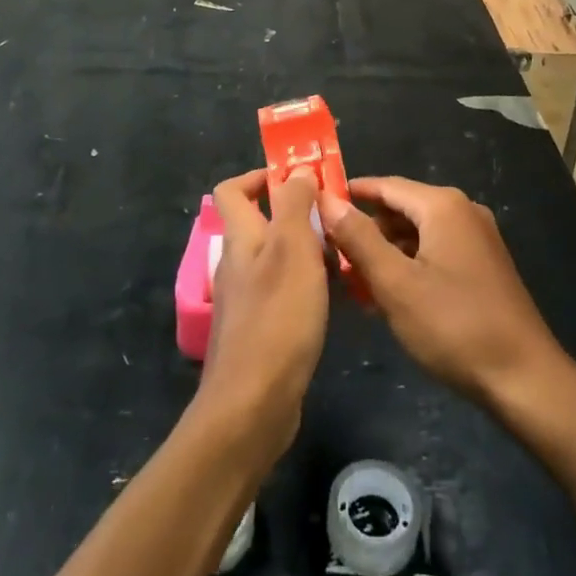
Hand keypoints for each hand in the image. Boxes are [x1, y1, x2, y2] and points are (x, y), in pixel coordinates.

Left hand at [197, 169, 329, 464]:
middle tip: (334, 216)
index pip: (233, 190)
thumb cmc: (277, 318)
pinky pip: (282, 291)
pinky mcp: (260, 331)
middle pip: (259, 223)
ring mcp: (246, 300)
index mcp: (241, 239)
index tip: (299, 178)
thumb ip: (294, 205)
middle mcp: (237, 265)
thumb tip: (297, 169)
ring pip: (275, 258)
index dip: (260, 176)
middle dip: (295, 213)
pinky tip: (332, 296)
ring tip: (342, 253)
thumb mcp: (292, 249)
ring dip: (305, 249)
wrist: (253, 405)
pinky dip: (305, 283)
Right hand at [318, 176, 565, 411]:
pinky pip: (433, 252)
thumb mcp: (396, 284)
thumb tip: (326, 200)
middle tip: (327, 255)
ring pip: (416, 234)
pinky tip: (385, 297)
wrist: (525, 379)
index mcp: (443, 205)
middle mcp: (462, 211)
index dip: (348, 195)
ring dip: (383, 253)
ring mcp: (476, 239)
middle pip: (400, 209)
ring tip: (350, 282)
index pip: (384, 185)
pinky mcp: (482, 265)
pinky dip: (407, 266)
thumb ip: (358, 238)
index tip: (312, 208)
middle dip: (364, 230)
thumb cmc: (454, 327)